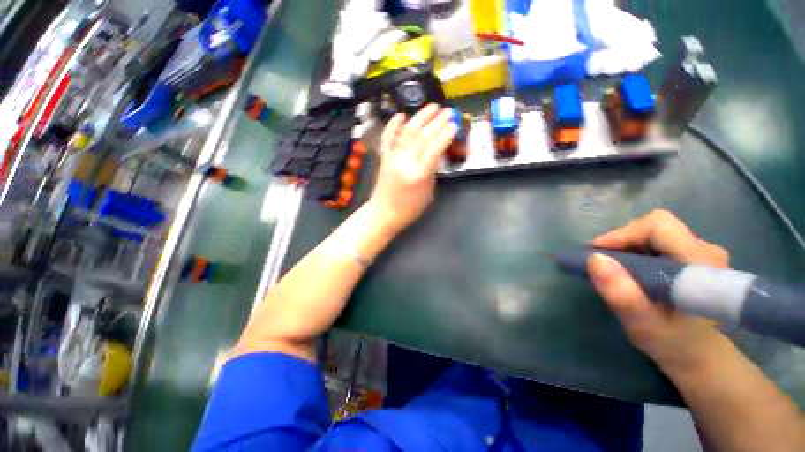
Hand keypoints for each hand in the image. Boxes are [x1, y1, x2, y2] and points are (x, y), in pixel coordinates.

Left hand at [365, 104, 456, 234]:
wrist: (384, 213)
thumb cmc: (409, 208)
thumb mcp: (428, 192)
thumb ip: (432, 170)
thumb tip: (436, 152)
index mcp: (418, 174)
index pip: (435, 148)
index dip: (446, 134)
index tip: (454, 124)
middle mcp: (405, 162)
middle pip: (423, 137)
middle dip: (437, 122)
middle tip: (448, 111)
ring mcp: (392, 157)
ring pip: (408, 132)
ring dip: (421, 117)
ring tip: (433, 107)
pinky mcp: (384, 157)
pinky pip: (388, 138)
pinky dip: (393, 125)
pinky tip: (401, 115)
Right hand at [587, 209, 730, 374]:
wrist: (699, 355)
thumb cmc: (673, 344)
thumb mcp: (644, 326)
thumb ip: (623, 295)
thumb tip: (595, 260)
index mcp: (701, 264)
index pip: (659, 226)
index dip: (623, 234)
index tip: (596, 252)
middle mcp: (706, 250)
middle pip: (655, 227)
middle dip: (622, 241)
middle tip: (601, 262)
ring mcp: (702, 252)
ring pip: (655, 233)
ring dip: (627, 247)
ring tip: (614, 269)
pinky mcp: (694, 257)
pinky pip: (658, 241)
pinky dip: (636, 251)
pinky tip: (630, 271)